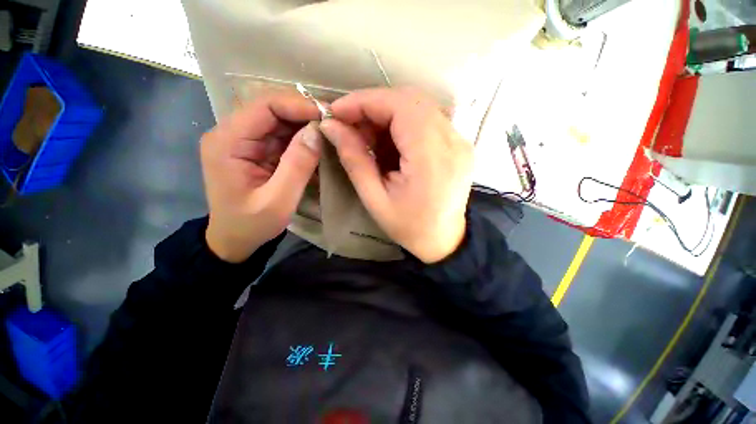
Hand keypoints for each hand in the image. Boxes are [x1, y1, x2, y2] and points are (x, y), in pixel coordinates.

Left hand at [201, 93, 322, 262]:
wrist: (234, 239)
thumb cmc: (252, 225)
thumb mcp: (278, 201)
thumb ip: (297, 166)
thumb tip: (317, 132)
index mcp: (227, 142)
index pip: (263, 106)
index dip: (297, 105)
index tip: (327, 116)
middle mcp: (231, 133)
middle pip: (270, 108)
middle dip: (304, 113)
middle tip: (333, 123)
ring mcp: (243, 140)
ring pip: (278, 120)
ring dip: (304, 124)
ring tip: (330, 132)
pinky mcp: (254, 149)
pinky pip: (280, 134)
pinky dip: (300, 136)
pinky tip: (317, 143)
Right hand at [320, 89, 473, 263]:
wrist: (444, 240)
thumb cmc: (409, 227)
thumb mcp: (375, 200)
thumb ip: (354, 160)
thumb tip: (331, 127)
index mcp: (432, 158)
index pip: (400, 106)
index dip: (365, 101)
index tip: (337, 112)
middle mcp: (453, 141)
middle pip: (411, 100)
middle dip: (375, 106)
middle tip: (351, 126)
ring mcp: (460, 141)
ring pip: (419, 106)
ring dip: (388, 114)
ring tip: (368, 137)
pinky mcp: (459, 144)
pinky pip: (428, 119)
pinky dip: (403, 123)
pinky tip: (390, 142)